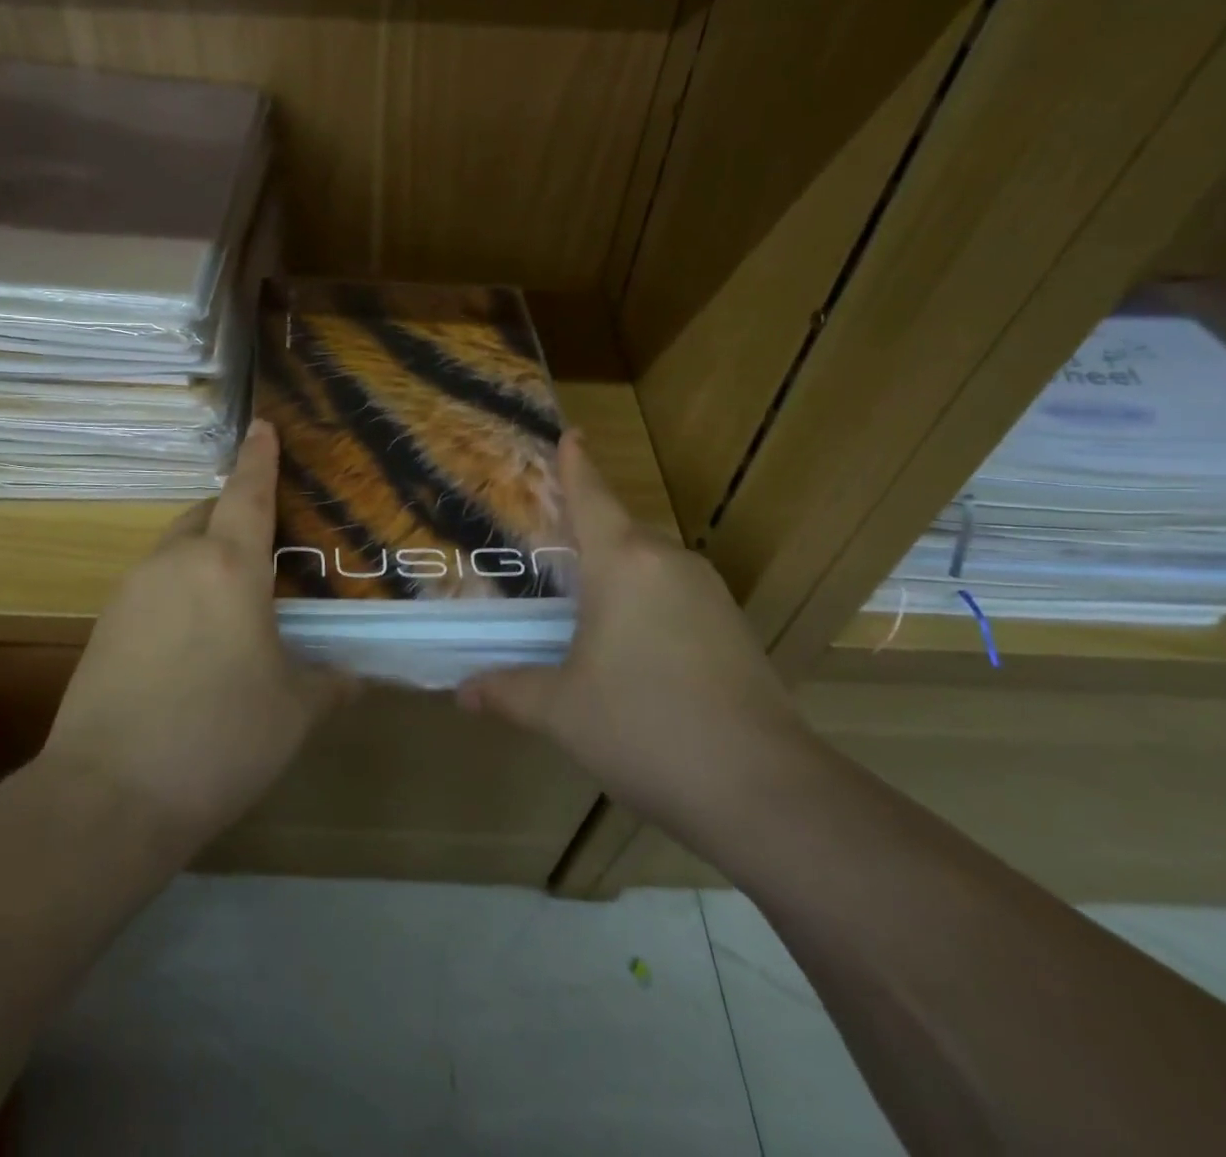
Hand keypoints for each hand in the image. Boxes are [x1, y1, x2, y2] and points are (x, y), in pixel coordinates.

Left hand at [36, 420, 350, 851]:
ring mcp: (133, 591)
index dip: (259, 457)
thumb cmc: (220, 738)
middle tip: (269, 544)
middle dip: (235, 514)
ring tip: (236, 598)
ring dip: (207, 555)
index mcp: (229, 566)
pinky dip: (181, 589)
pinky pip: (154, 585)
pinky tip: (196, 639)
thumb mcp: (295, 711)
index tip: (263, 426)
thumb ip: (330, 681)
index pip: (247, 493)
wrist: (109, 796)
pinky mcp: (105, 625)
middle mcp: (176, 562)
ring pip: (177, 549)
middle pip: (207, 515)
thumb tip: (355, 674)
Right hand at [458, 433, 813, 837]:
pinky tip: (633, 646)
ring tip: (585, 601)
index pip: (592, 498)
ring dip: (619, 574)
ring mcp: (710, 595)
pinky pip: (677, 595)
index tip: (571, 434)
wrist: (763, 791)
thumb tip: (462, 693)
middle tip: (551, 546)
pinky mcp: (735, 628)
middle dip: (589, 533)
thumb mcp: (562, 711)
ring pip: (651, 565)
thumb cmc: (644, 729)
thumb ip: (509, 692)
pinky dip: (648, 603)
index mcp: (624, 564)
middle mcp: (669, 563)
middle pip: (621, 531)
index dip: (576, 465)